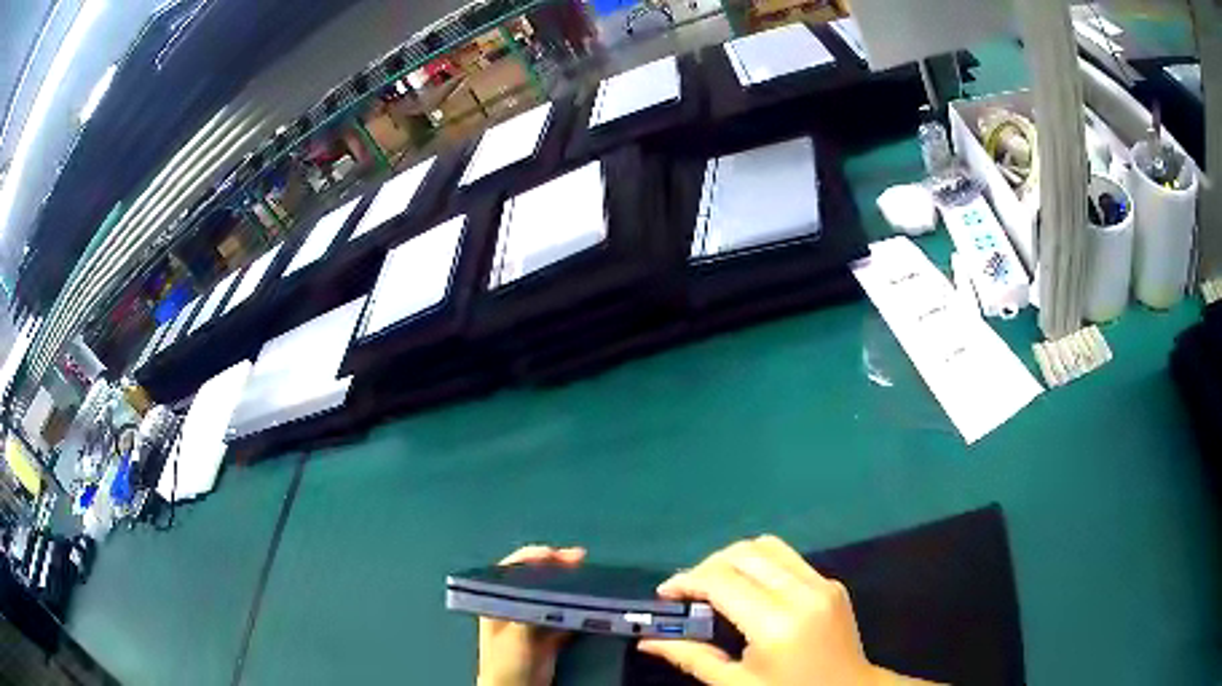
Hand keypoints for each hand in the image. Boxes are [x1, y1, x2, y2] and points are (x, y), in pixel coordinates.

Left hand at [477, 545, 586, 685]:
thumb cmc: (506, 661)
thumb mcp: (515, 632)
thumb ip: (531, 609)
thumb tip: (553, 590)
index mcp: (497, 601)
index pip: (514, 569)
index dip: (534, 557)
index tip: (558, 553)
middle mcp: (514, 608)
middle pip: (537, 580)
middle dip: (558, 568)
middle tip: (579, 560)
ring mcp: (533, 622)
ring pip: (554, 596)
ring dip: (570, 587)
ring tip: (589, 577)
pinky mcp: (549, 638)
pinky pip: (566, 616)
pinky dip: (578, 608)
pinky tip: (591, 604)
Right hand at [638, 536, 934, 685]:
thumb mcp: (737, 684)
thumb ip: (692, 658)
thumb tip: (648, 641)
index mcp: (777, 624)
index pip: (722, 581)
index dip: (687, 581)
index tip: (665, 594)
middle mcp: (803, 593)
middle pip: (744, 553)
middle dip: (708, 565)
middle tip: (689, 592)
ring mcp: (822, 583)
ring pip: (768, 546)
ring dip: (734, 559)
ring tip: (716, 586)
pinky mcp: (832, 583)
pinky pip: (788, 559)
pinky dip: (760, 565)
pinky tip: (750, 591)